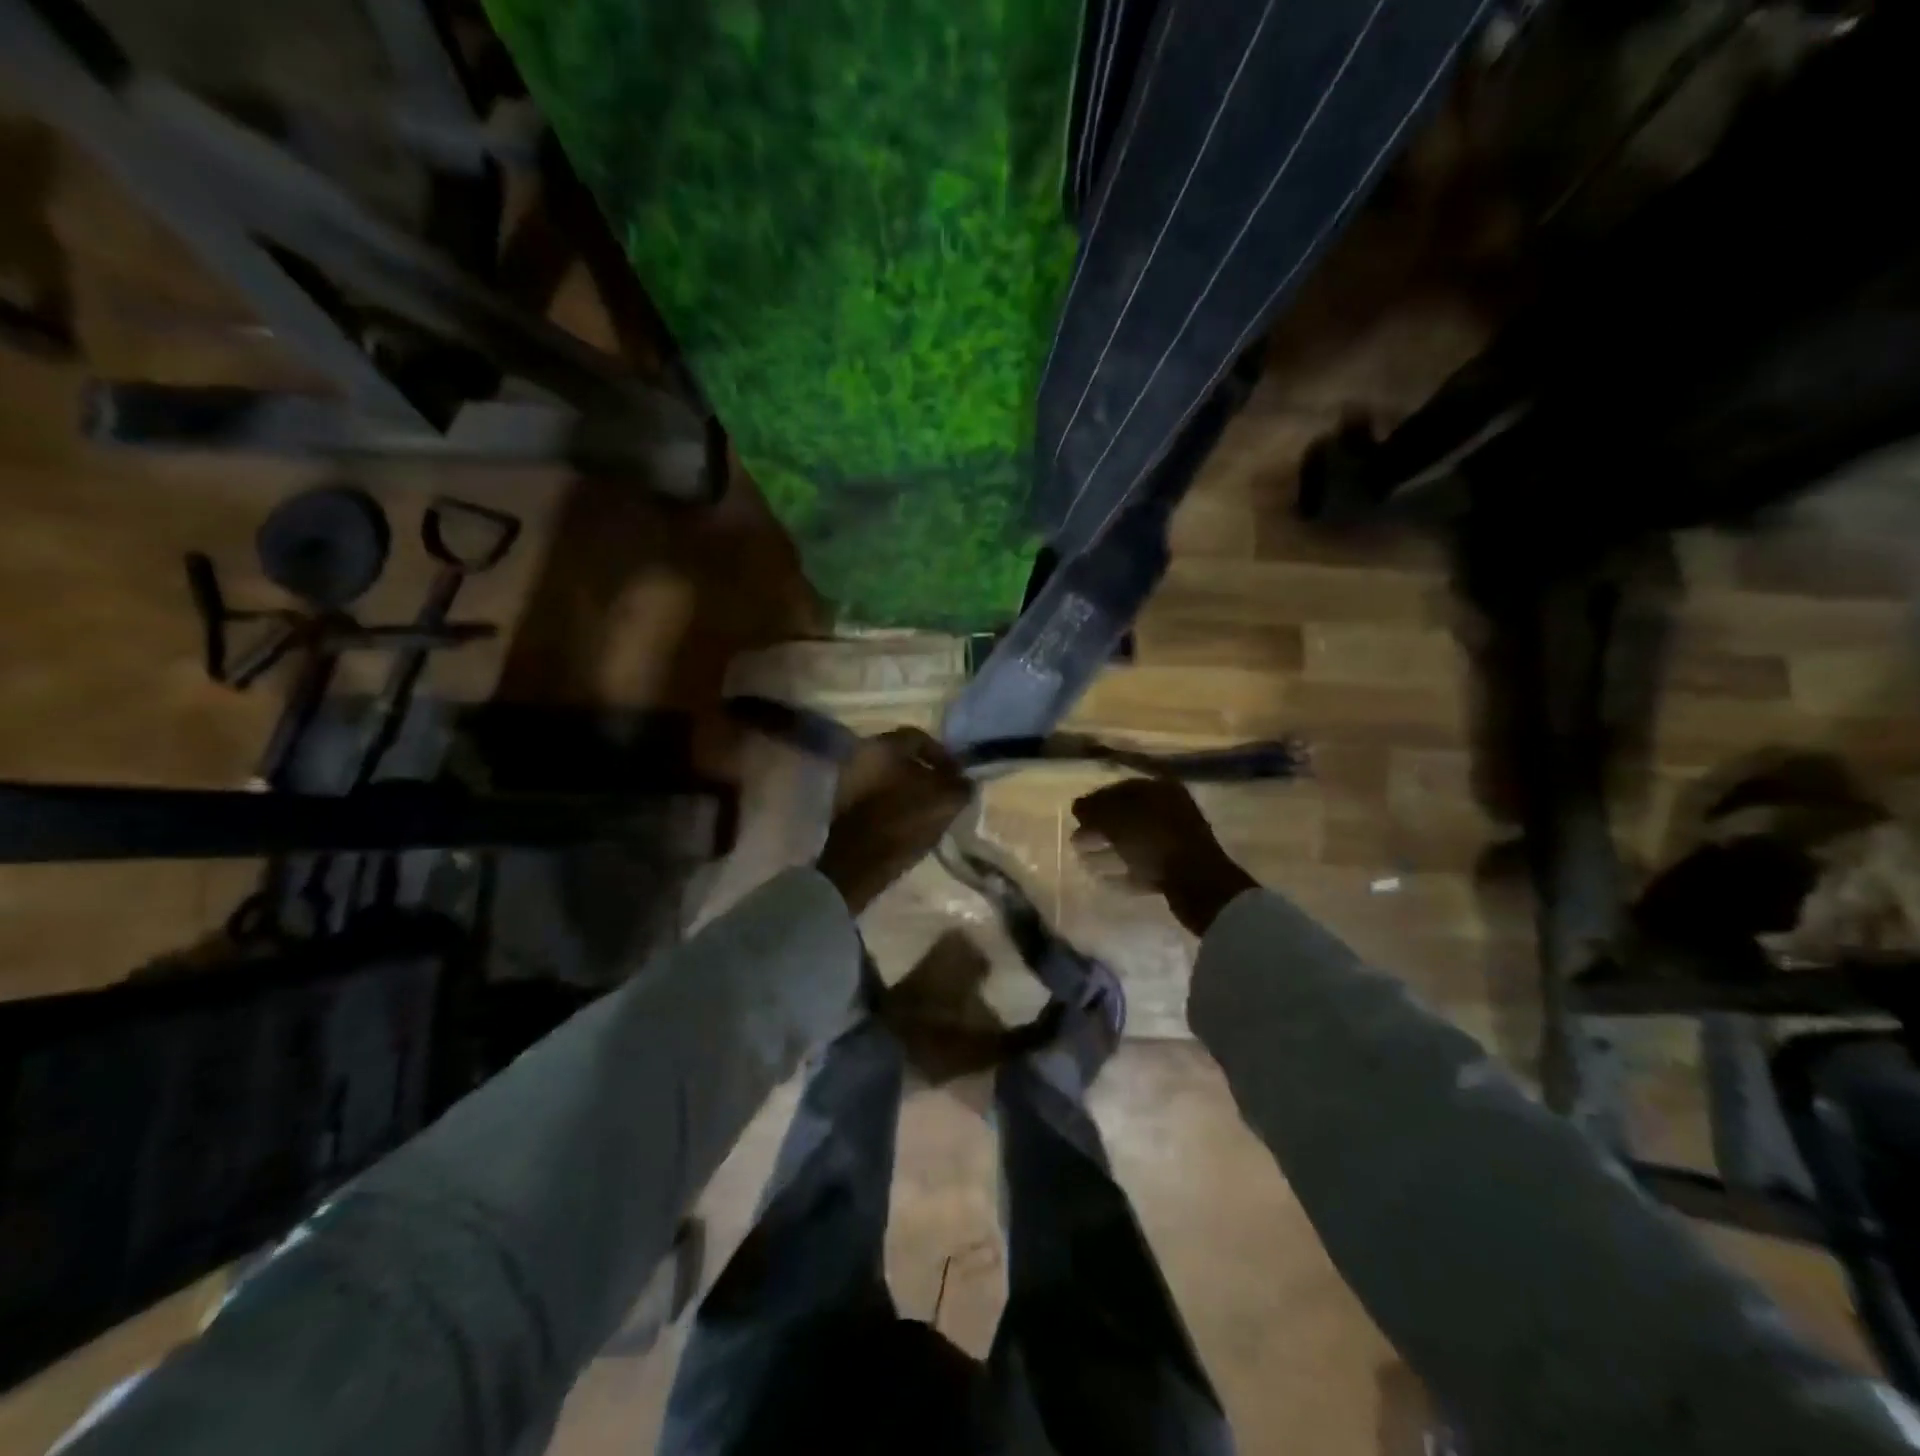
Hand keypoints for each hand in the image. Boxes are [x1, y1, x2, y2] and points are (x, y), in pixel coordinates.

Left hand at [816, 728, 972, 913]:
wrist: (858, 862)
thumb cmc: (904, 821)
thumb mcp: (946, 801)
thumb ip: (960, 785)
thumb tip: (964, 782)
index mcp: (884, 745)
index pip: (920, 738)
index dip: (943, 756)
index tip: (956, 776)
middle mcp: (861, 754)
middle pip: (902, 757)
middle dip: (925, 772)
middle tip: (944, 791)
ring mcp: (847, 778)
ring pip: (888, 776)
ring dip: (909, 788)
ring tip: (928, 809)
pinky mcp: (842, 803)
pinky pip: (875, 794)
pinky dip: (892, 802)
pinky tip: (907, 821)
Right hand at [1071, 778, 1256, 934]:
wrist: (1198, 883)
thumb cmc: (1154, 840)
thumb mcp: (1116, 819)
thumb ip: (1094, 809)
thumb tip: (1079, 805)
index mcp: (1161, 789)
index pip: (1122, 787)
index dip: (1096, 799)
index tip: (1077, 814)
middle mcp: (1173, 808)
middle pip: (1129, 813)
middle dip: (1101, 825)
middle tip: (1079, 837)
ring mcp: (1178, 839)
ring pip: (1137, 838)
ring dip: (1111, 846)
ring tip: (1086, 856)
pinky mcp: (1180, 866)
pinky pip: (1147, 862)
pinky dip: (1126, 867)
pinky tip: (1107, 877)